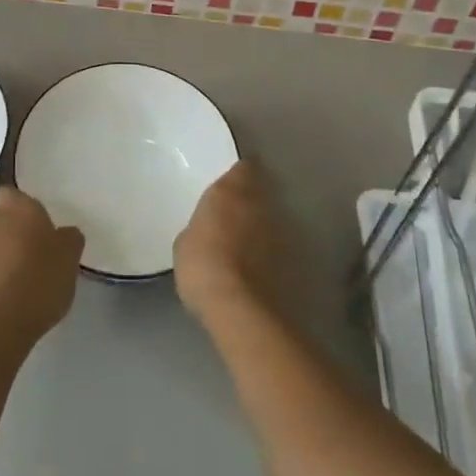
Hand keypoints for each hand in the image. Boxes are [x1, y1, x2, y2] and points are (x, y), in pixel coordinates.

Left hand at [0, 186, 84, 344]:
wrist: (0, 319)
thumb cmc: (41, 277)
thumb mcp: (70, 257)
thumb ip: (69, 238)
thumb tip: (64, 234)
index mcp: (18, 207)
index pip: (10, 193)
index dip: (20, 207)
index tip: (36, 224)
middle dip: (9, 230)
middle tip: (30, 251)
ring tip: (18, 278)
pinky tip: (6, 295)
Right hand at [174, 160, 288, 325]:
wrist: (239, 307)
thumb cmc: (202, 265)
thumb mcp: (185, 242)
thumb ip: (201, 226)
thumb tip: (208, 231)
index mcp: (229, 190)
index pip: (244, 167)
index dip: (241, 172)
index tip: (234, 179)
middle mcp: (259, 203)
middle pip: (260, 191)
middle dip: (250, 198)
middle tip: (234, 211)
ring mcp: (279, 230)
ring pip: (270, 218)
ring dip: (260, 225)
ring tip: (243, 242)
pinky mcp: (291, 259)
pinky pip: (276, 246)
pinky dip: (267, 251)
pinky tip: (254, 265)